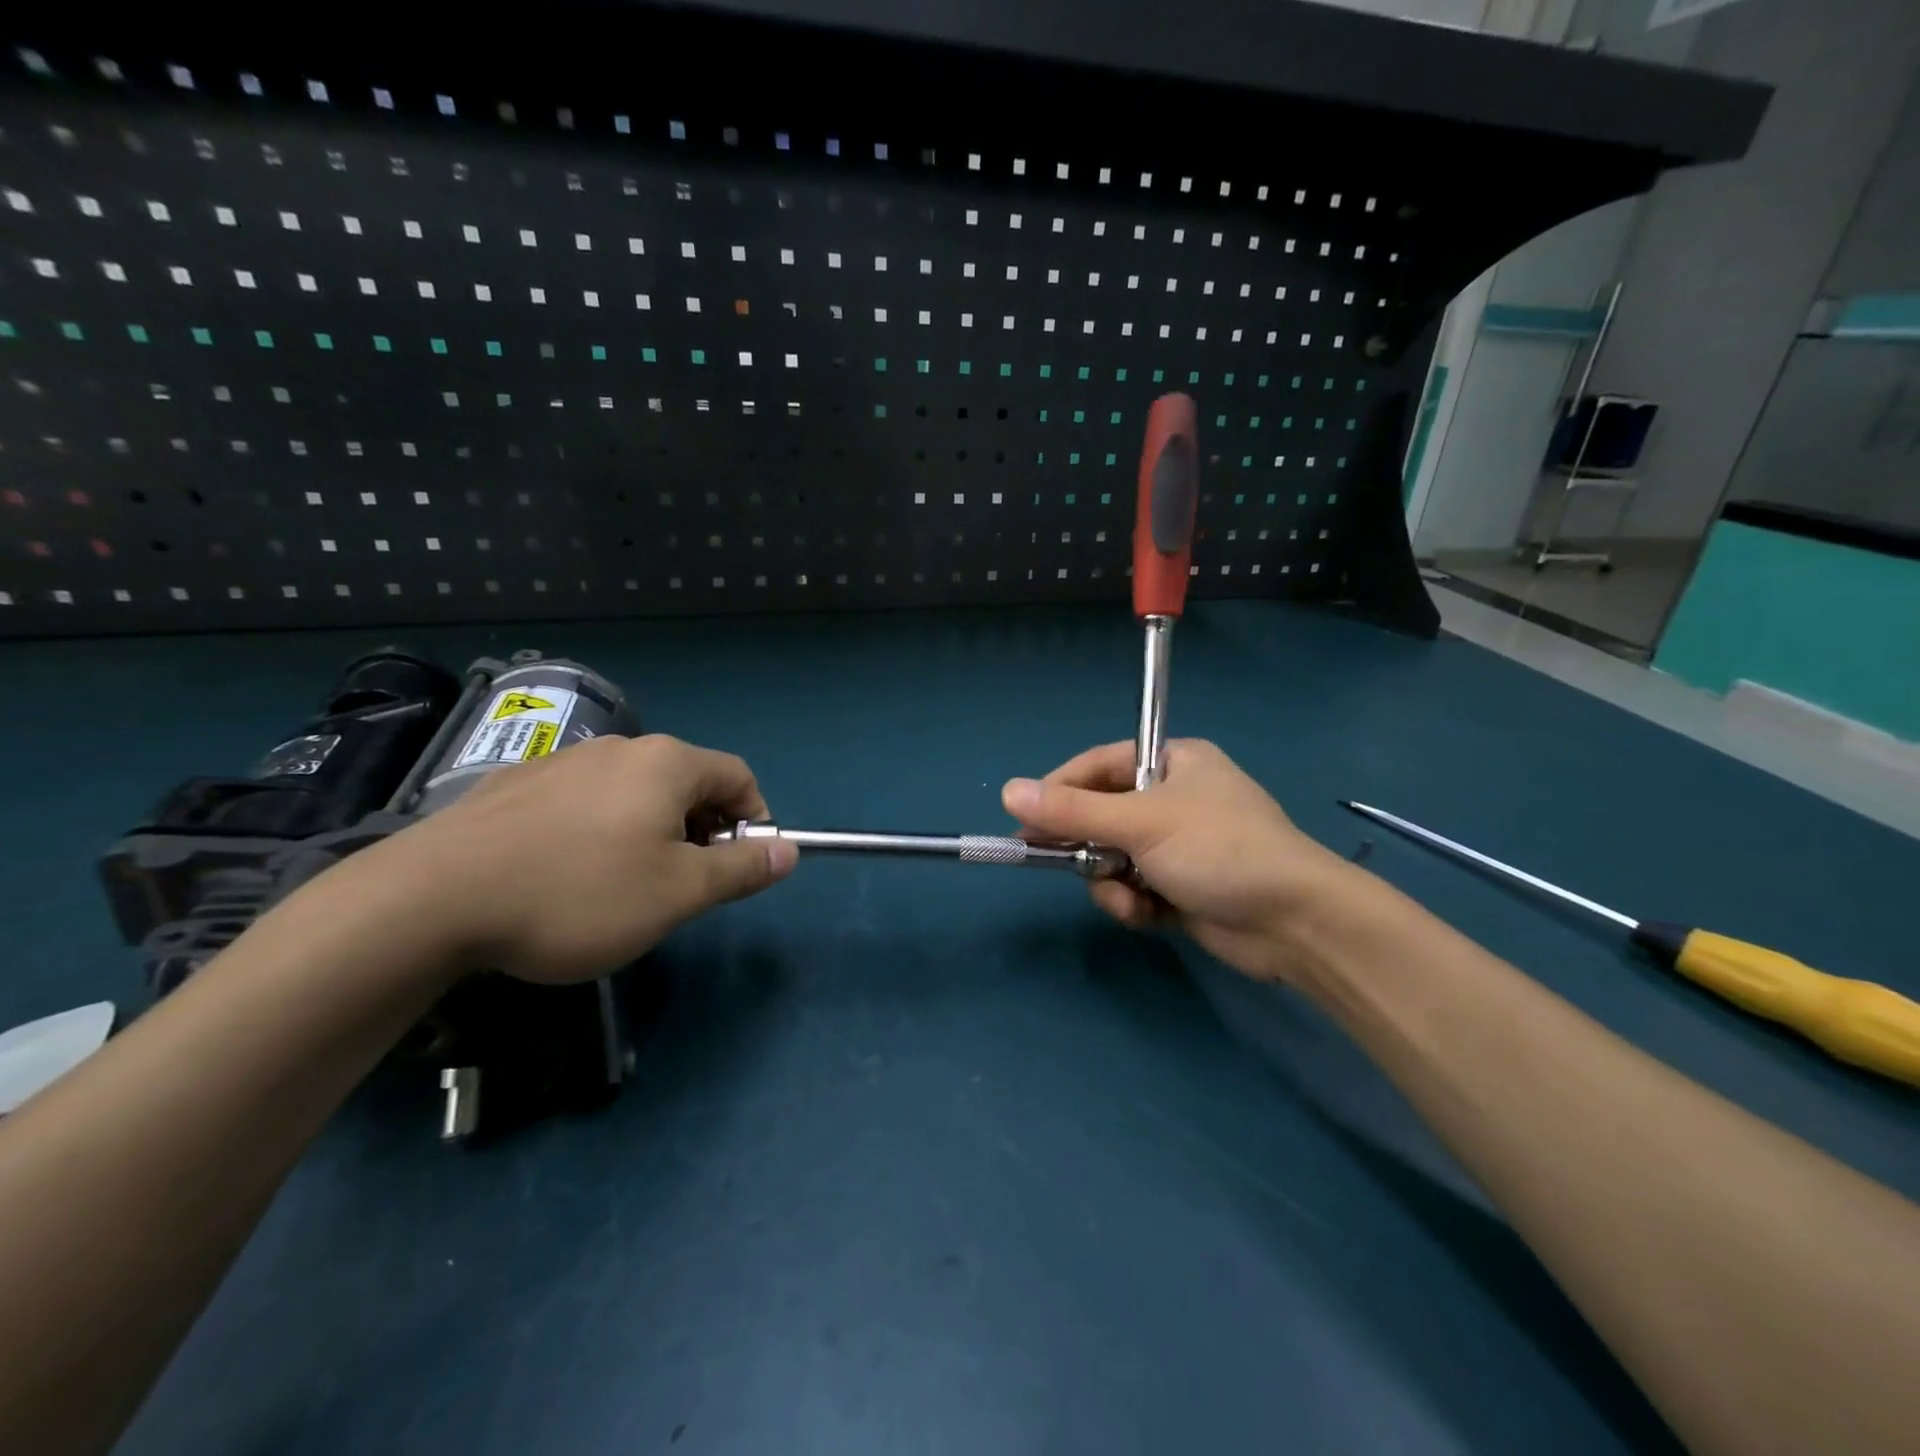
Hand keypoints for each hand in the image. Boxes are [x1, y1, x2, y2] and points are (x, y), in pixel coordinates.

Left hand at [349, 734, 796, 983]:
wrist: (430, 899)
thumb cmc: (579, 893)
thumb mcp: (678, 893)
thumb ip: (741, 869)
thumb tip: (789, 850)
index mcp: (667, 763)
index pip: (739, 777)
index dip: (753, 821)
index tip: (737, 868)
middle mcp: (620, 749)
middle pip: (687, 782)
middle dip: (702, 830)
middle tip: (683, 886)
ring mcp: (563, 762)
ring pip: (634, 793)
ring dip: (652, 832)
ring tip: (624, 886)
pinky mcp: (517, 785)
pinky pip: (585, 801)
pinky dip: (601, 831)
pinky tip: (567, 875)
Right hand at [1002, 740, 1360, 983]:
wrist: (1296, 924)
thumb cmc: (1220, 850)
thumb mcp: (1142, 823)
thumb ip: (1074, 811)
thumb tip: (1008, 790)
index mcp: (1174, 763)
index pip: (1100, 765)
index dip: (1060, 788)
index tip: (1025, 817)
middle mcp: (1175, 799)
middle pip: (1102, 814)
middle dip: (1087, 844)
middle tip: (1056, 861)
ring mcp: (1179, 846)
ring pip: (1113, 856)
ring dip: (1110, 880)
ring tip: (1127, 898)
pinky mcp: (1182, 888)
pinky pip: (1133, 887)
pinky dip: (1132, 902)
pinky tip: (1145, 915)